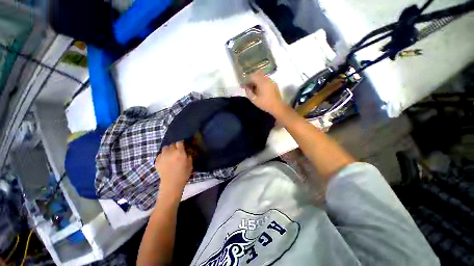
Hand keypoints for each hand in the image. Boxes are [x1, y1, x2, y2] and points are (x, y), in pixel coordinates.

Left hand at [155, 141, 192, 193]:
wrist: (172, 184)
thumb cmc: (183, 174)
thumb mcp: (190, 164)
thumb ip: (188, 156)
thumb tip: (186, 152)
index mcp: (180, 152)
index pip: (179, 142)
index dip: (181, 142)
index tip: (183, 144)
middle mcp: (170, 152)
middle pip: (172, 144)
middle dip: (175, 146)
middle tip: (177, 150)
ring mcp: (162, 156)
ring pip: (165, 148)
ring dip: (168, 149)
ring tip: (170, 154)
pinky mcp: (157, 161)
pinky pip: (160, 154)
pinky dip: (163, 155)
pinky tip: (165, 159)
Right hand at [244, 71, 286, 116]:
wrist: (278, 107)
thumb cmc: (265, 104)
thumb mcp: (254, 100)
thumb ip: (248, 92)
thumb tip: (246, 87)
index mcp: (262, 82)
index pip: (252, 76)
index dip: (246, 80)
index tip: (243, 86)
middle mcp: (267, 79)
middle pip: (257, 75)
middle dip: (251, 79)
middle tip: (247, 86)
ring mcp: (271, 81)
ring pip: (261, 77)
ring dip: (256, 81)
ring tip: (253, 88)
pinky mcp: (274, 84)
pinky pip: (265, 80)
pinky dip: (260, 82)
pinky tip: (259, 89)